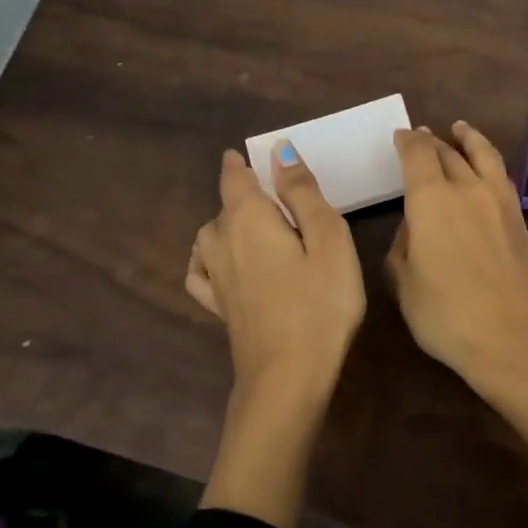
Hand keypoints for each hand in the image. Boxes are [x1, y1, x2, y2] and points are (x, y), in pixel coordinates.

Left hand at [187, 144, 365, 527]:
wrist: (287, 375)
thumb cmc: (320, 303)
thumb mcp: (328, 239)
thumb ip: (303, 193)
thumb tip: (280, 151)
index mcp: (250, 219)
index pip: (236, 179)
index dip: (240, 164)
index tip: (243, 154)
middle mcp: (222, 241)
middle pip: (224, 206)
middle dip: (240, 193)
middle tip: (268, 193)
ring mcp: (215, 277)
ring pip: (209, 235)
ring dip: (225, 222)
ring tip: (249, 225)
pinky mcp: (218, 307)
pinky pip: (200, 271)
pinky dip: (205, 258)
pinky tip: (216, 263)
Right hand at [387, 122, 527, 391]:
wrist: (511, 337)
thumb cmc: (446, 315)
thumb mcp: (405, 283)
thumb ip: (403, 247)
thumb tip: (414, 228)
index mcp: (431, 199)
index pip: (417, 155)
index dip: (407, 142)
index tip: (400, 136)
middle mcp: (466, 189)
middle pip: (448, 152)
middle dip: (432, 142)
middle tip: (422, 136)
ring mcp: (499, 201)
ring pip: (483, 156)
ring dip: (469, 140)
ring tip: (461, 130)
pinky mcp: (520, 219)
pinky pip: (501, 177)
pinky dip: (489, 162)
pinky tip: (486, 170)